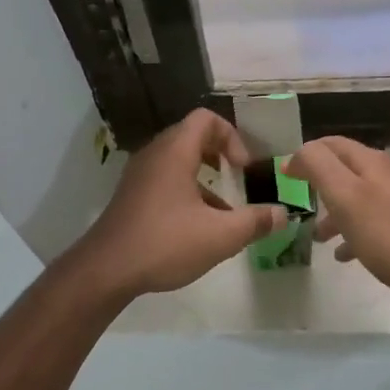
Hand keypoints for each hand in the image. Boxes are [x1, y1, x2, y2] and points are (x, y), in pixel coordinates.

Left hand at [78, 109, 284, 298]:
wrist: (105, 270)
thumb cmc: (165, 243)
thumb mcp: (220, 236)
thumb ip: (255, 222)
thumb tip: (283, 214)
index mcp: (175, 152)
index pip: (206, 119)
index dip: (232, 136)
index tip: (243, 168)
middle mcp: (154, 155)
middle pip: (192, 136)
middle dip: (220, 154)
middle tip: (237, 178)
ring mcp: (139, 175)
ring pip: (178, 161)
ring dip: (204, 177)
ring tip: (223, 209)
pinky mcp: (131, 196)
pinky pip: (165, 180)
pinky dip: (186, 191)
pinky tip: (198, 228)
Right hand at [286, 136, 389, 303]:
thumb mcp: (345, 197)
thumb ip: (319, 167)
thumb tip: (300, 153)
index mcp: (373, 162)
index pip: (332, 144)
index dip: (306, 156)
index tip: (284, 177)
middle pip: (347, 169)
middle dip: (320, 184)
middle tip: (299, 205)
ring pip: (360, 196)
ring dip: (336, 212)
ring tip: (319, 237)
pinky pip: (376, 219)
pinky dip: (356, 230)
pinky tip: (348, 254)